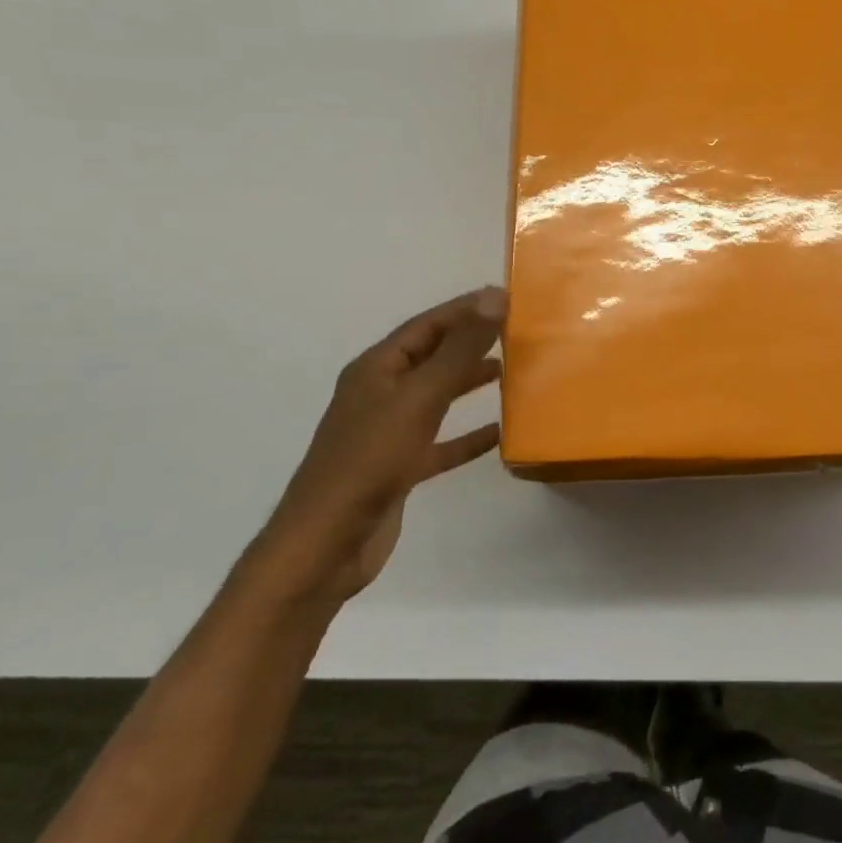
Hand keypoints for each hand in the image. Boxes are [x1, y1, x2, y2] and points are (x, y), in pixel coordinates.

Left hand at [249, 288, 506, 606]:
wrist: (327, 544)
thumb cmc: (370, 461)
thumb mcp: (419, 398)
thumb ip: (458, 350)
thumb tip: (494, 298)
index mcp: (376, 369)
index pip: (426, 325)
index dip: (464, 309)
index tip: (506, 298)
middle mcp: (380, 394)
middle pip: (431, 357)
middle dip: (469, 342)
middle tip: (514, 332)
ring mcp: (388, 432)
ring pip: (436, 396)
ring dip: (468, 382)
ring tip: (508, 371)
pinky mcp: (399, 468)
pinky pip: (440, 443)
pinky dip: (467, 436)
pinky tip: (498, 433)